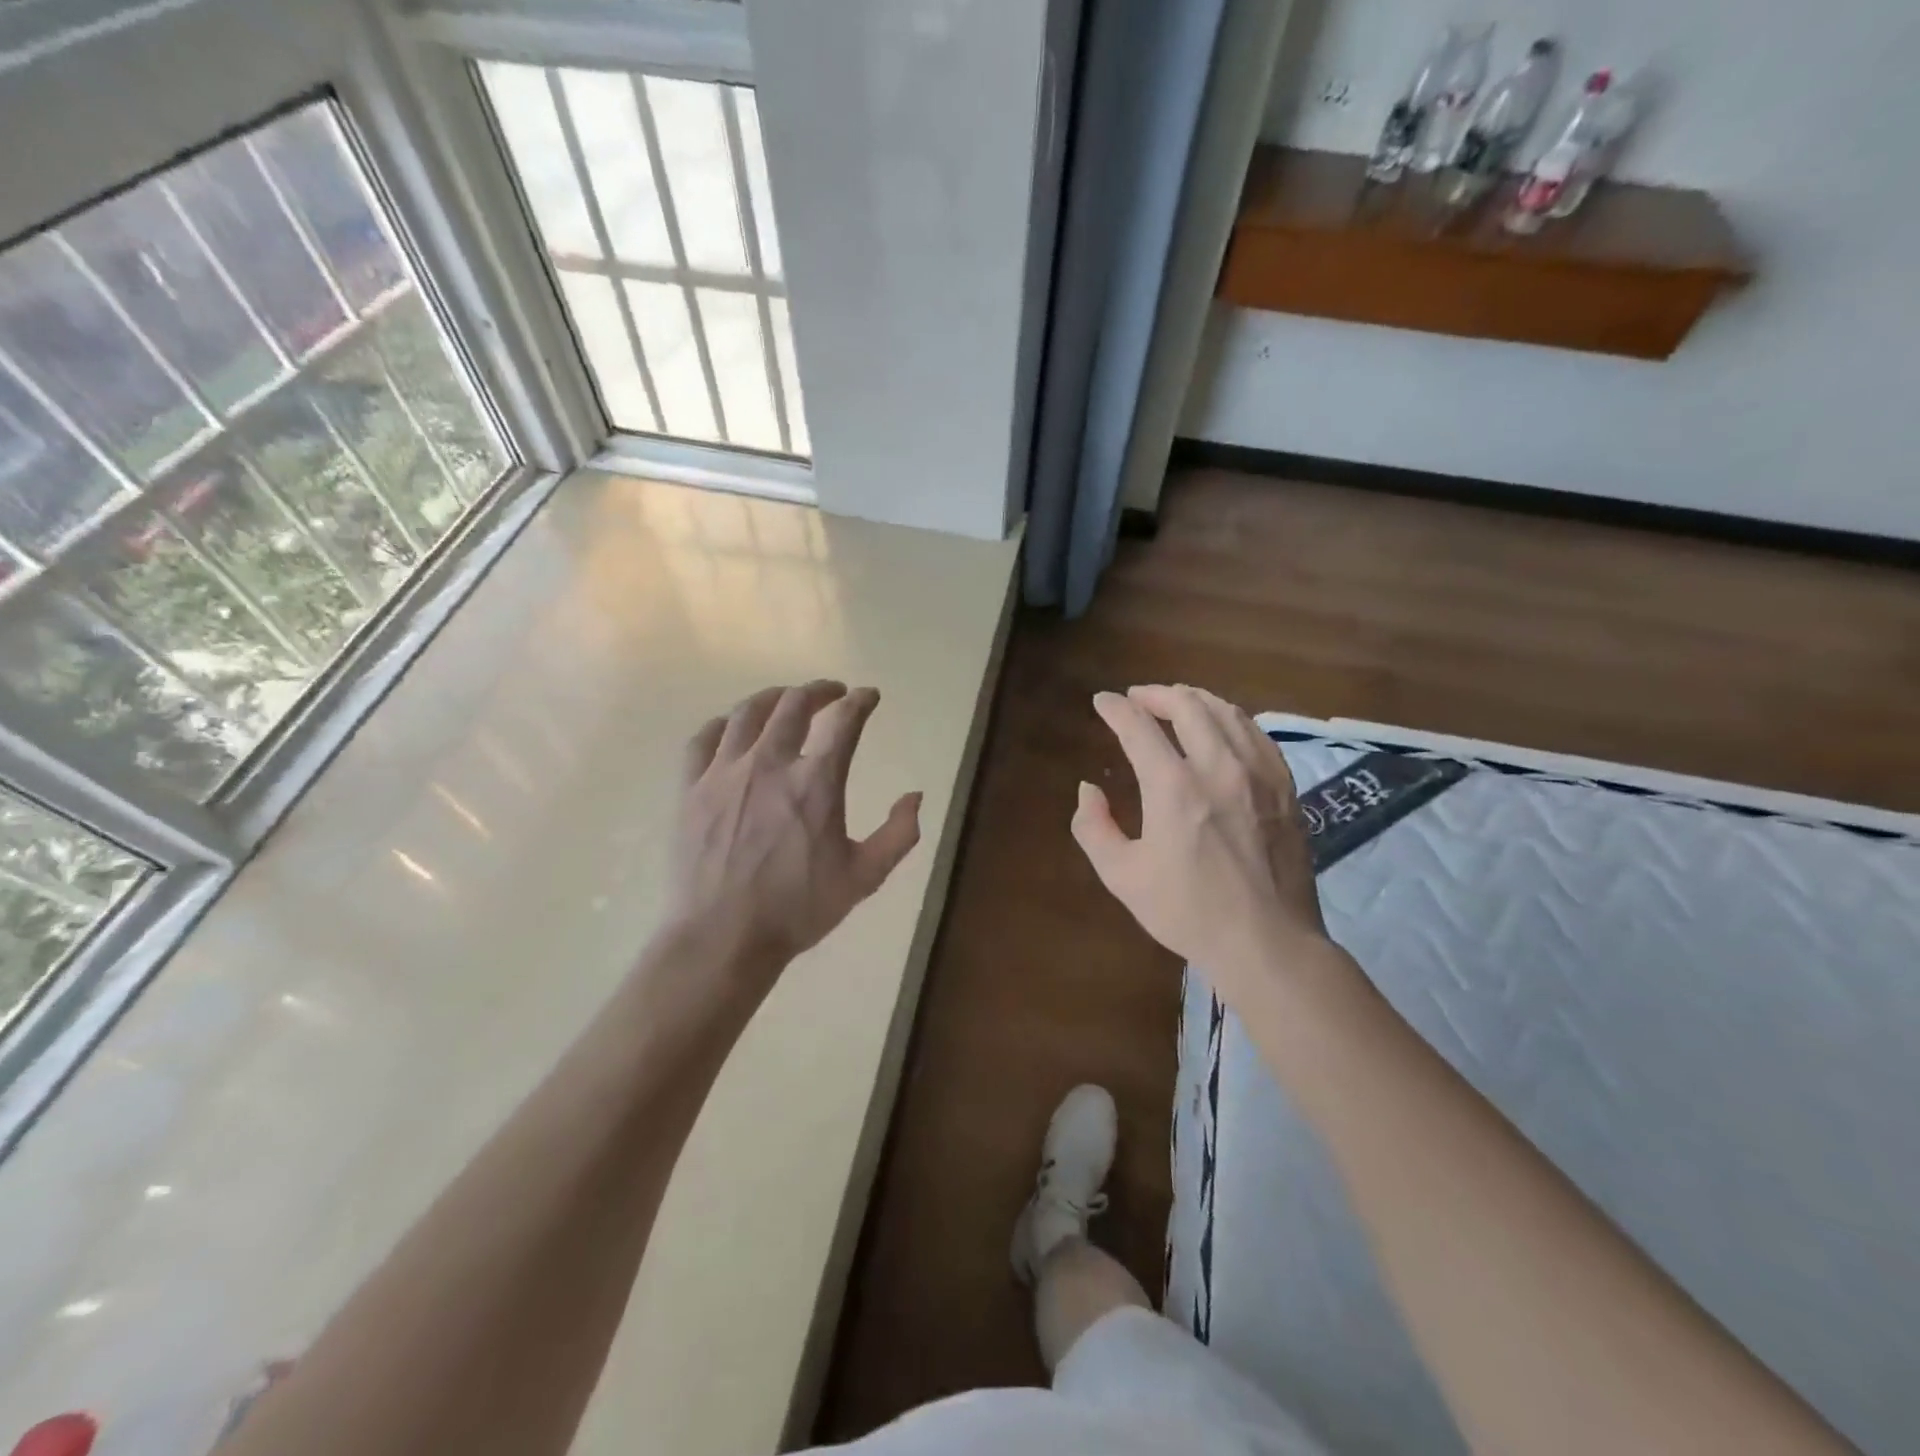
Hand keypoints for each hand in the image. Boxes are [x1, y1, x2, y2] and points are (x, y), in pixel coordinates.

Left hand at [667, 682, 921, 992]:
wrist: (722, 938)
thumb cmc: (797, 909)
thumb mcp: (864, 877)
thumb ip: (898, 834)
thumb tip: (915, 796)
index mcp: (815, 782)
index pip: (843, 720)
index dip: (860, 701)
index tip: (869, 696)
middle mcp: (769, 764)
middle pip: (793, 704)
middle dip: (819, 690)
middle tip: (832, 693)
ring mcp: (724, 773)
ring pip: (748, 713)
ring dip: (774, 697)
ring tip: (786, 699)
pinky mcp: (691, 788)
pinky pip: (704, 738)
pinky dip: (725, 724)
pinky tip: (733, 727)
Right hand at [1072, 684, 1327, 1000]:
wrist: (1267, 941)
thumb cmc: (1188, 911)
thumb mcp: (1122, 876)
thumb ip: (1093, 827)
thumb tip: (1088, 789)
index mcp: (1174, 787)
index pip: (1138, 727)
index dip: (1115, 709)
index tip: (1102, 702)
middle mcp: (1218, 767)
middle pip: (1187, 706)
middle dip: (1156, 694)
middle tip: (1137, 697)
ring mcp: (1259, 774)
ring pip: (1227, 712)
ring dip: (1195, 699)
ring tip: (1177, 700)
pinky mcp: (1284, 787)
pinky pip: (1257, 734)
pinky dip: (1232, 718)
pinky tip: (1224, 725)